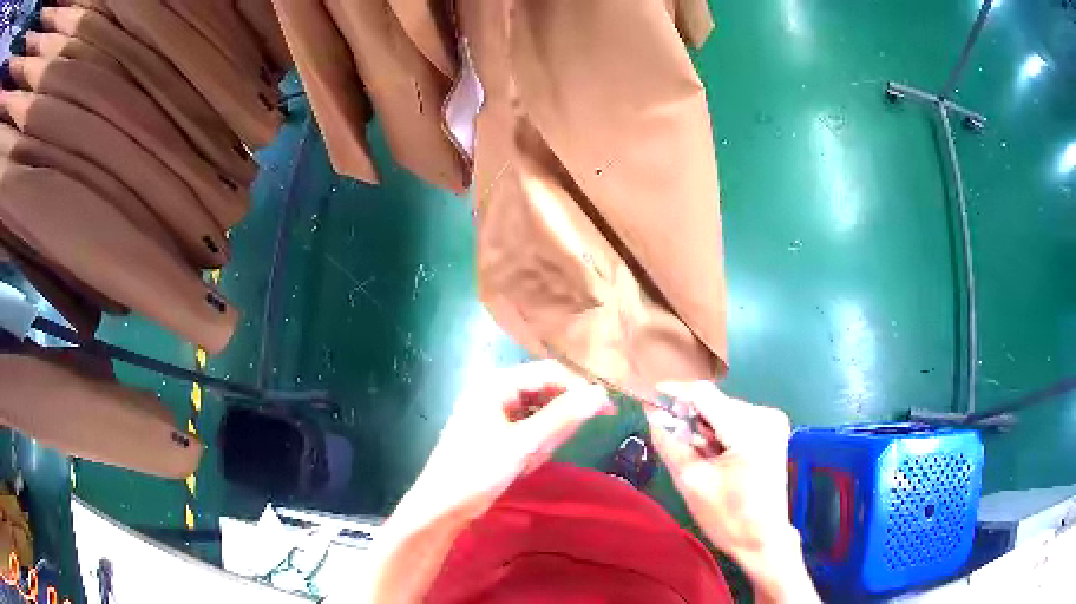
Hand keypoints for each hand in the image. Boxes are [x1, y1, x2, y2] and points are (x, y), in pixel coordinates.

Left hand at [412, 360, 612, 521]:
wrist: (442, 506)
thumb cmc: (478, 471)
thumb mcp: (524, 444)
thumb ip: (562, 417)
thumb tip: (601, 394)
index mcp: (496, 384)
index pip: (549, 372)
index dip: (579, 388)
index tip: (607, 411)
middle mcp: (495, 392)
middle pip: (543, 391)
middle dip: (559, 416)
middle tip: (563, 445)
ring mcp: (493, 414)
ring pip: (537, 414)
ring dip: (545, 436)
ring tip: (531, 460)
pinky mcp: (494, 434)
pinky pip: (526, 431)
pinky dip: (534, 446)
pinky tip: (525, 464)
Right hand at [645, 382, 816, 602]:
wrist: (764, 539)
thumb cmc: (728, 518)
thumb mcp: (691, 482)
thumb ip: (670, 443)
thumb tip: (652, 413)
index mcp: (749, 429)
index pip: (704, 394)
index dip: (674, 394)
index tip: (648, 401)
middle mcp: (765, 414)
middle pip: (714, 402)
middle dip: (689, 418)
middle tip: (672, 443)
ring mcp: (772, 420)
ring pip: (723, 410)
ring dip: (704, 427)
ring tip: (697, 457)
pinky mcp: (772, 429)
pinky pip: (735, 419)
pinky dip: (719, 432)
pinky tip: (715, 455)